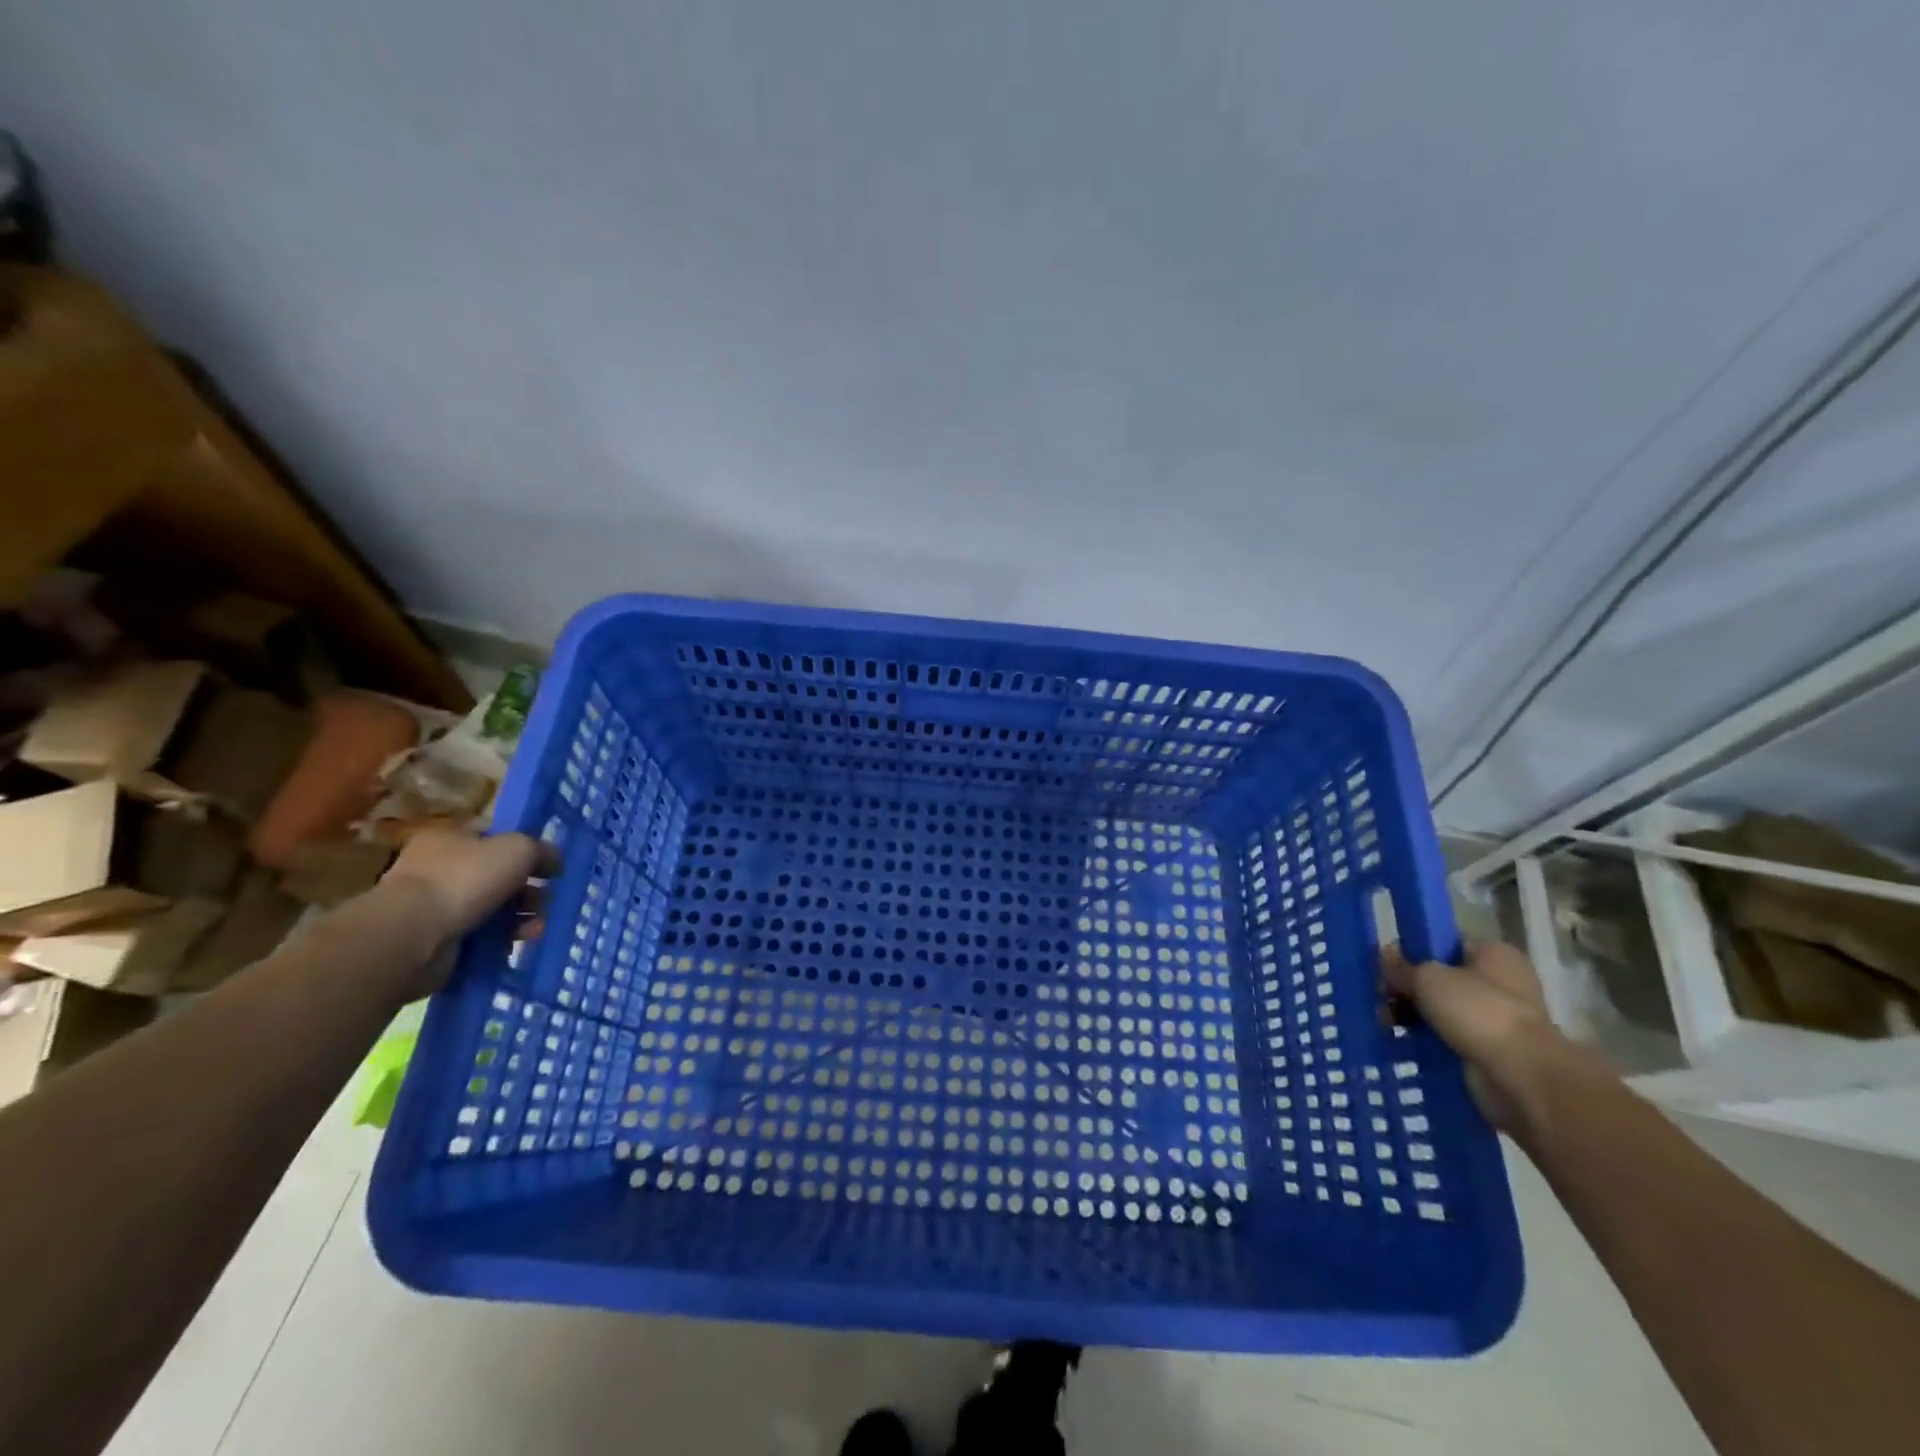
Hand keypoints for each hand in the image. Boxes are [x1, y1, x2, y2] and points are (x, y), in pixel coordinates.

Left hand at [381, 829, 557, 970]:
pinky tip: (515, 944)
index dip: (524, 848)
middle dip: (527, 890)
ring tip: (536, 929)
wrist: (412, 937)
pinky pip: (480, 937)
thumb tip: (554, 861)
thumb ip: (542, 851)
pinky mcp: (437, 941)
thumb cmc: (464, 880)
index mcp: (450, 839)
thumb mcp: (518, 849)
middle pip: (498, 876)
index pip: (494, 836)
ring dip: (520, 918)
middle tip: (546, 901)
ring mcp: (436, 907)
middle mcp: (440, 869)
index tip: (548, 866)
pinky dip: (500, 941)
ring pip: (493, 908)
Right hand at [1381, 940, 1574, 1134]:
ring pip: (1443, 1010)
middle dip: (1409, 989)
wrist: (1521, 1076)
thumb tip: (1384, 955)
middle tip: (1382, 998)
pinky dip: (1429, 1040)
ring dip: (1414, 1016)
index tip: (1387, 967)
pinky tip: (1403, 1042)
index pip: (1445, 944)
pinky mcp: (1492, 1051)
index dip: (1414, 952)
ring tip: (1386, 1023)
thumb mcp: (1428, 978)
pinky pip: (1450, 1038)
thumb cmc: (1478, 1012)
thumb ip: (1402, 967)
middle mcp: (1501, 982)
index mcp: (1494, 953)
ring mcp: (1499, 1019)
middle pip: (1442, 978)